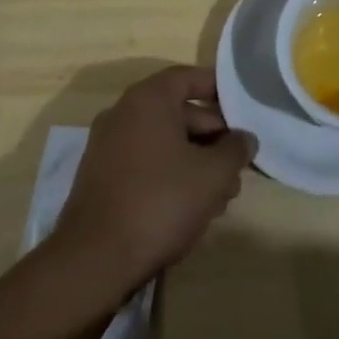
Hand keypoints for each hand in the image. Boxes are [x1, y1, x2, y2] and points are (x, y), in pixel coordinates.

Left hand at [51, 66, 254, 299]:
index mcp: (148, 99)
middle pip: (179, 112)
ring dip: (195, 161)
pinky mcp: (100, 178)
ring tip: (221, 196)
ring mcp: (108, 146)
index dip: (219, 89)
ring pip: (164, 142)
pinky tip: (191, 208)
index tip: (242, 107)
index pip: (190, 77)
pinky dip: (170, 175)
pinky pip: (145, 163)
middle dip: (213, 138)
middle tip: (237, 165)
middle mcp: (124, 113)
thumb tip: (245, 139)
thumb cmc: (160, 202)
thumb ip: (235, 150)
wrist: (93, 261)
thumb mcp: (212, 175)